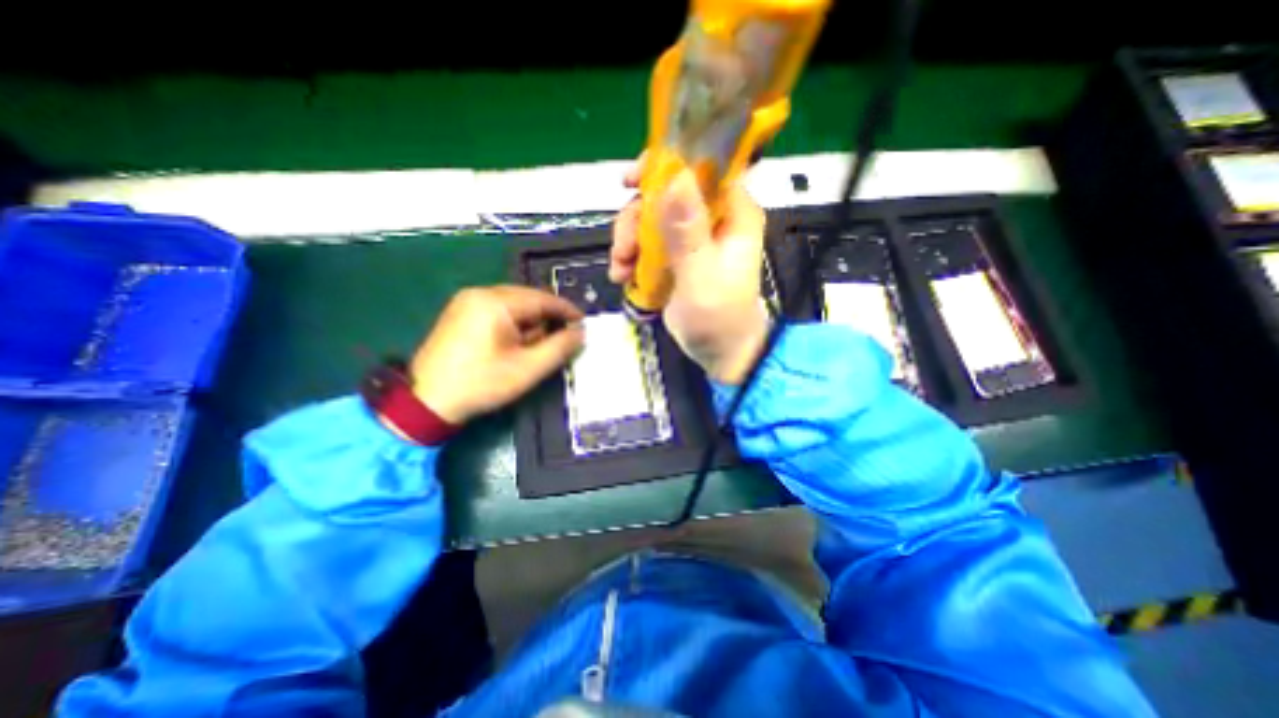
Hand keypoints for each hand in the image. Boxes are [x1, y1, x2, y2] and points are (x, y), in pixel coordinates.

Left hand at [409, 283, 582, 422]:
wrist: (427, 401)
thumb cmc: (481, 383)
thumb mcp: (528, 369)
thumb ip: (560, 348)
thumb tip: (580, 332)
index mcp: (496, 303)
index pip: (542, 299)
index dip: (567, 311)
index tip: (583, 323)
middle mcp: (480, 293)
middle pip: (528, 297)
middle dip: (549, 316)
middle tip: (566, 335)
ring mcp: (467, 301)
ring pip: (514, 303)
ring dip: (533, 320)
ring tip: (543, 341)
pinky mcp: (461, 312)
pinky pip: (498, 309)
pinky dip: (516, 322)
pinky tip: (520, 340)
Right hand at [609, 162, 767, 382]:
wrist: (719, 352)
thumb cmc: (718, 317)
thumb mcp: (701, 275)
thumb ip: (689, 230)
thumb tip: (677, 176)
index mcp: (732, 213)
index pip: (701, 168)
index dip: (665, 166)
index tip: (630, 182)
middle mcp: (712, 218)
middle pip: (665, 194)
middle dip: (636, 219)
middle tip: (622, 249)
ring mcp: (692, 238)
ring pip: (650, 218)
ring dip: (628, 241)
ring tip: (620, 270)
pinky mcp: (676, 256)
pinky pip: (647, 242)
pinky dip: (631, 256)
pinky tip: (622, 276)